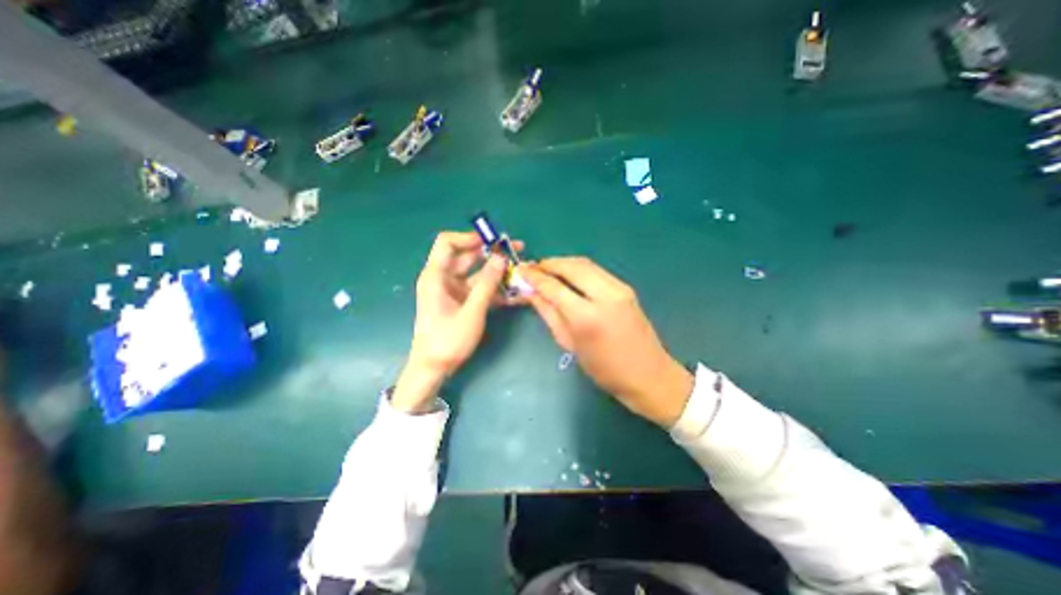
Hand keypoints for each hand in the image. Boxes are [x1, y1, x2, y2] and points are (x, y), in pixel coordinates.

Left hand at [389, 233, 520, 412]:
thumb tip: (501, 257)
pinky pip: (479, 288)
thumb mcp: (471, 312)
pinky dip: (495, 288)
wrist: (433, 368)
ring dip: (497, 272)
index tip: (493, 240)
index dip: (469, 237)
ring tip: (520, 270)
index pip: (447, 242)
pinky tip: (514, 292)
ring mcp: (453, 290)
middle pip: (467, 255)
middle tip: (516, 250)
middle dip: (492, 252)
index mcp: (436, 276)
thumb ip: (487, 284)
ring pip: (477, 272)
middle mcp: (443, 278)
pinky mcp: (461, 301)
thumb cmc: (447, 341)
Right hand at [517, 258, 697, 425]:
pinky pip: (597, 271)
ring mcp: (619, 288)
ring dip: (564, 263)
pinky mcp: (626, 288)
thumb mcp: (570, 343)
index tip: (522, 270)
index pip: (554, 287)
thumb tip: (531, 293)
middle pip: (571, 267)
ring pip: (585, 264)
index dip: (535, 277)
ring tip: (548, 269)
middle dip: (550, 263)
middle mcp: (605, 295)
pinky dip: (578, 269)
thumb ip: (549, 313)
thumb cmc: (604, 369)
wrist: (648, 375)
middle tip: (534, 267)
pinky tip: (568, 276)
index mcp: (587, 316)